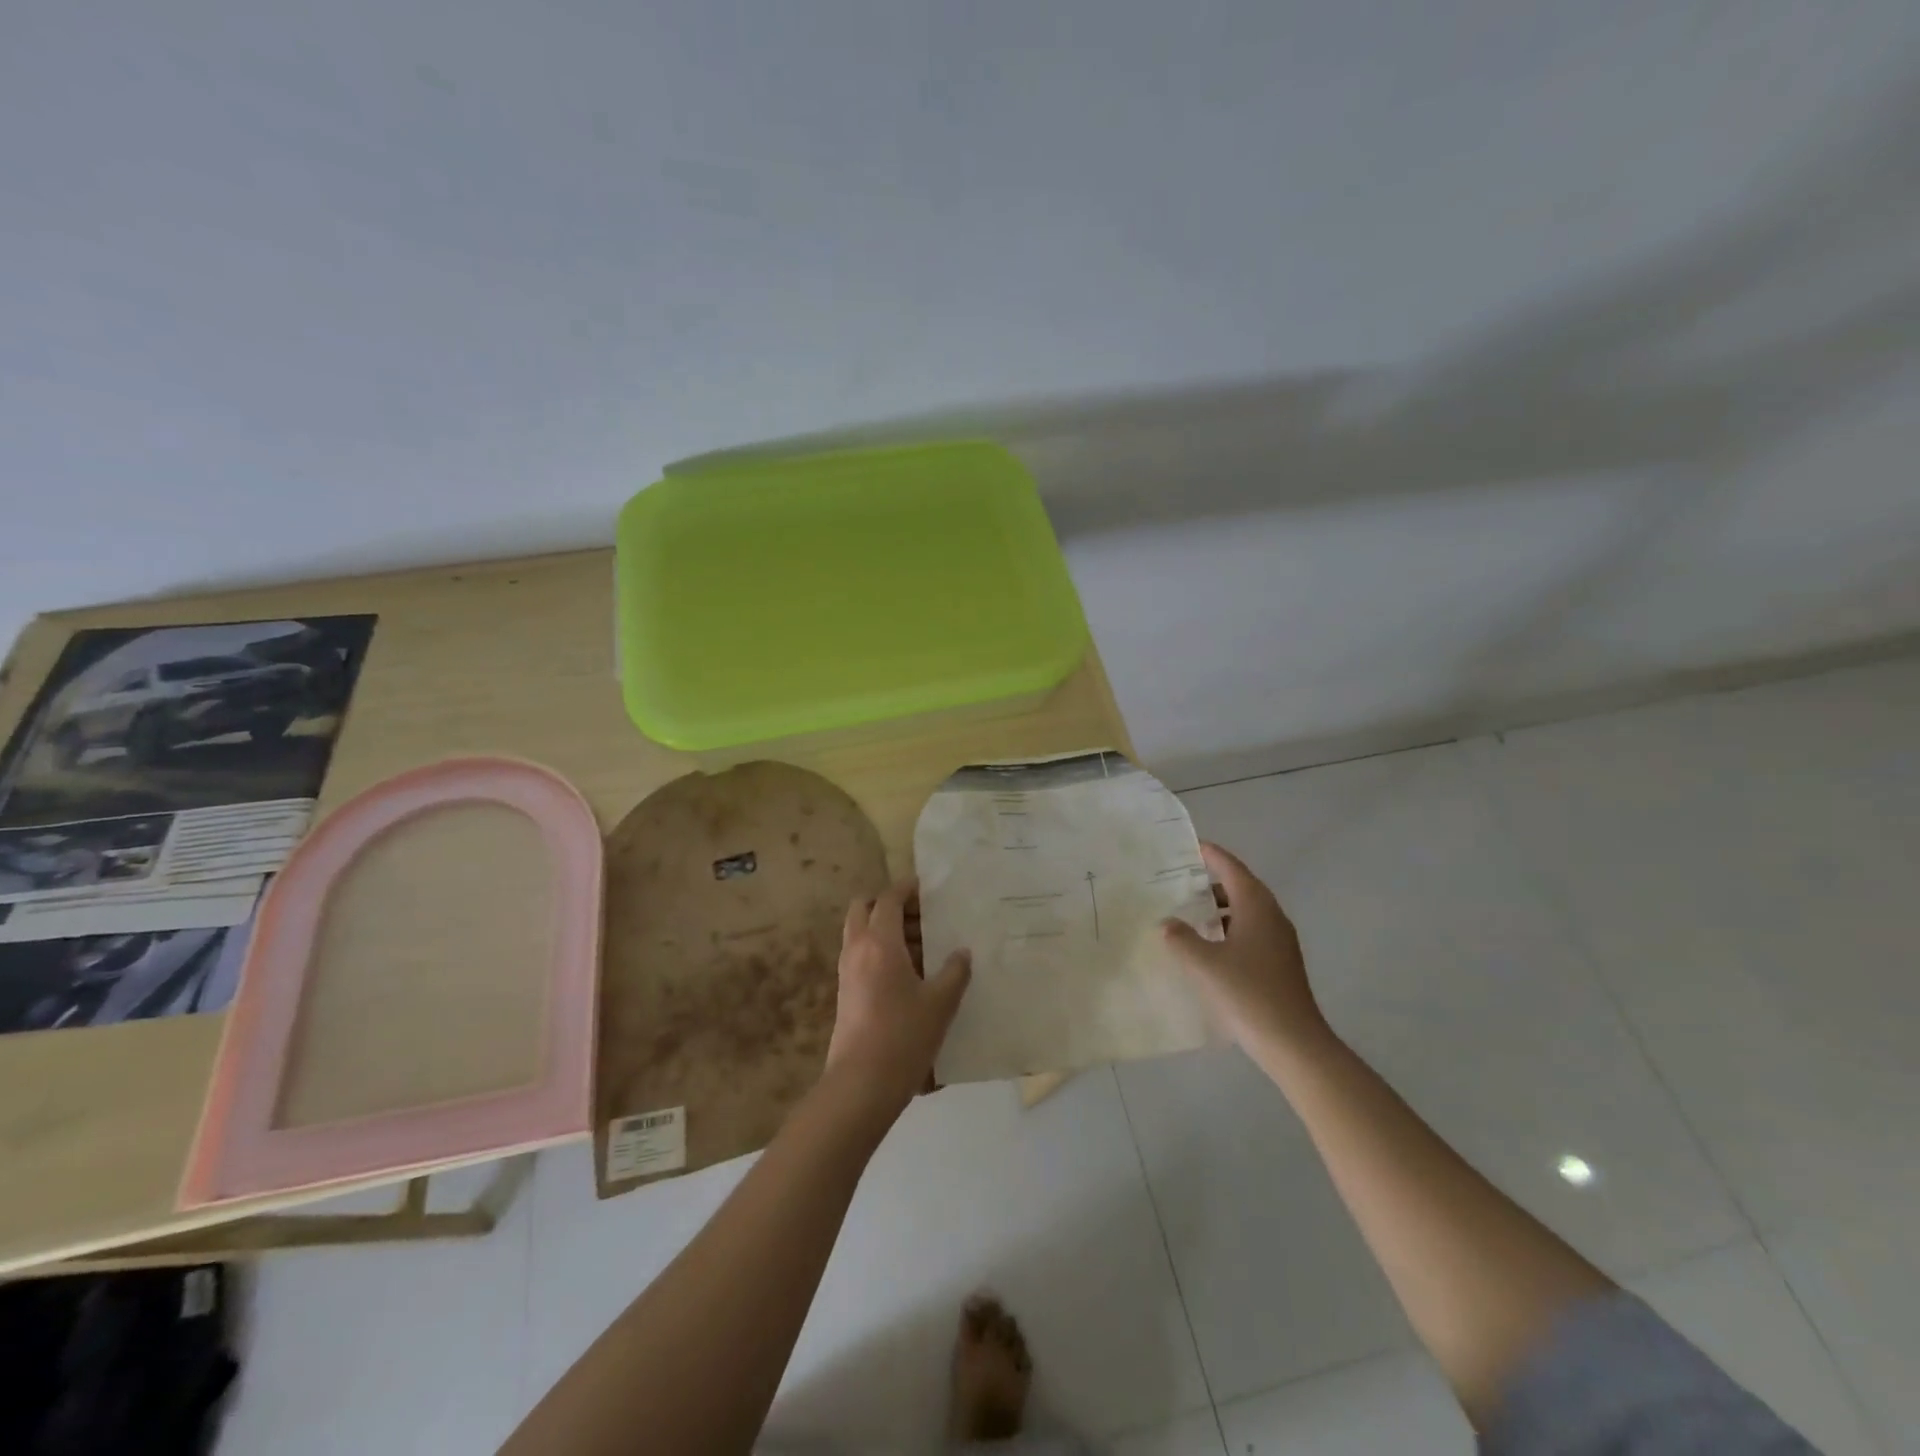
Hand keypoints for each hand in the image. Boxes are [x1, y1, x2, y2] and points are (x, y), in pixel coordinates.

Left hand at [825, 879, 971, 1124]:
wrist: (861, 1084)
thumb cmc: (904, 1036)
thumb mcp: (940, 1003)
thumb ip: (955, 972)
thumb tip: (961, 953)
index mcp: (879, 943)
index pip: (888, 899)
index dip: (906, 889)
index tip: (926, 888)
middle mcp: (857, 949)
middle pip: (863, 908)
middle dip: (888, 904)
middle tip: (920, 916)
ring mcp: (847, 971)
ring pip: (860, 932)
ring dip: (885, 929)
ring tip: (923, 946)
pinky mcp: (846, 992)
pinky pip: (861, 955)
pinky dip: (880, 950)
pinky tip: (909, 972)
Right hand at [1161, 842, 1331, 1059]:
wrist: (1294, 1043)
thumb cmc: (1248, 994)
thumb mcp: (1203, 964)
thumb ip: (1180, 938)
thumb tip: (1167, 923)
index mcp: (1256, 907)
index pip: (1232, 868)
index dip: (1211, 855)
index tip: (1191, 845)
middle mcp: (1272, 917)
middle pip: (1241, 887)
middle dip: (1213, 881)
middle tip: (1181, 879)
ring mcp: (1280, 941)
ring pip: (1247, 911)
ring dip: (1220, 908)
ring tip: (1190, 912)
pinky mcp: (1280, 963)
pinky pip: (1251, 932)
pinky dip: (1229, 929)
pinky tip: (1209, 946)